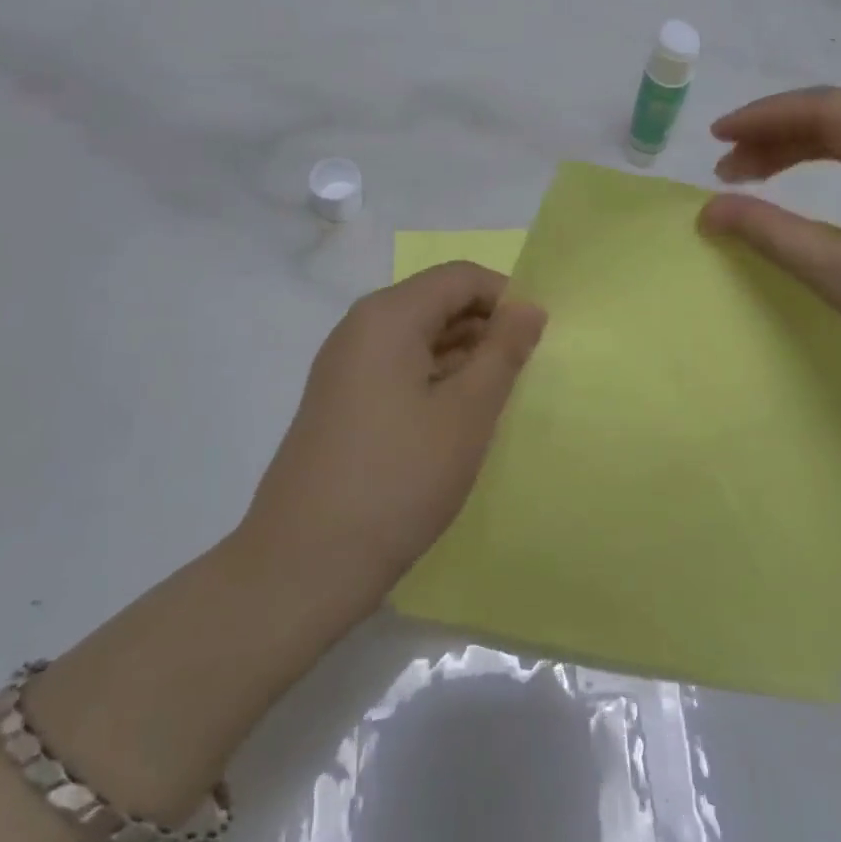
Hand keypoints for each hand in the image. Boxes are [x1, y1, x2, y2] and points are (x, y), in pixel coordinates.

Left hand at [238, 262, 546, 615]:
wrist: (303, 565)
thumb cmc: (397, 480)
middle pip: (436, 302)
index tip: (537, 340)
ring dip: (462, 357)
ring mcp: (344, 365)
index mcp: (388, 316)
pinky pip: (398, 367)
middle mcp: (360, 327)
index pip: (459, 277)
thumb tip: (529, 307)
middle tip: (523, 374)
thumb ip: (503, 352)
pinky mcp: (340, 400)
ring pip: (418, 337)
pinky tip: (456, 420)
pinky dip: (434, 379)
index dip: (505, 298)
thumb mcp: (466, 414)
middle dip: (485, 328)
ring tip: (497, 399)